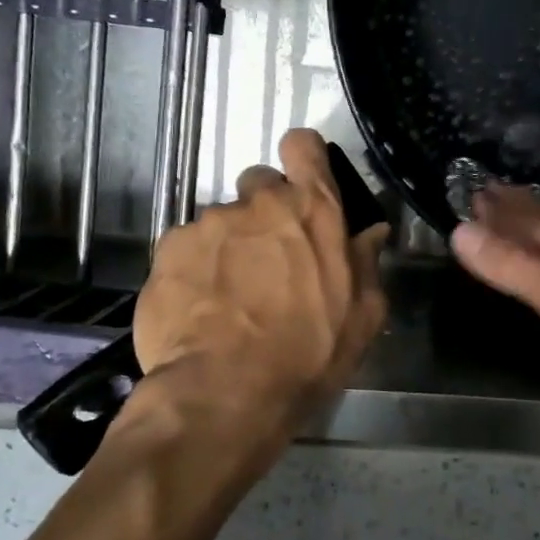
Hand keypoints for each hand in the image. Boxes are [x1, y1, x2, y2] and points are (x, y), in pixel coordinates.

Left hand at [129, 129, 389, 456]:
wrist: (226, 394)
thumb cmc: (309, 354)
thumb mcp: (361, 316)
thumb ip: (366, 263)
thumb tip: (372, 232)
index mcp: (312, 210)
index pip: (303, 146)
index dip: (302, 158)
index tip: (302, 182)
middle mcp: (258, 203)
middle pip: (259, 184)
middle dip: (264, 212)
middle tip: (268, 258)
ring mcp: (208, 224)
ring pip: (221, 222)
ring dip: (228, 247)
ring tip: (229, 296)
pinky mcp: (167, 251)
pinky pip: (184, 249)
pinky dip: (193, 270)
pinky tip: (200, 309)